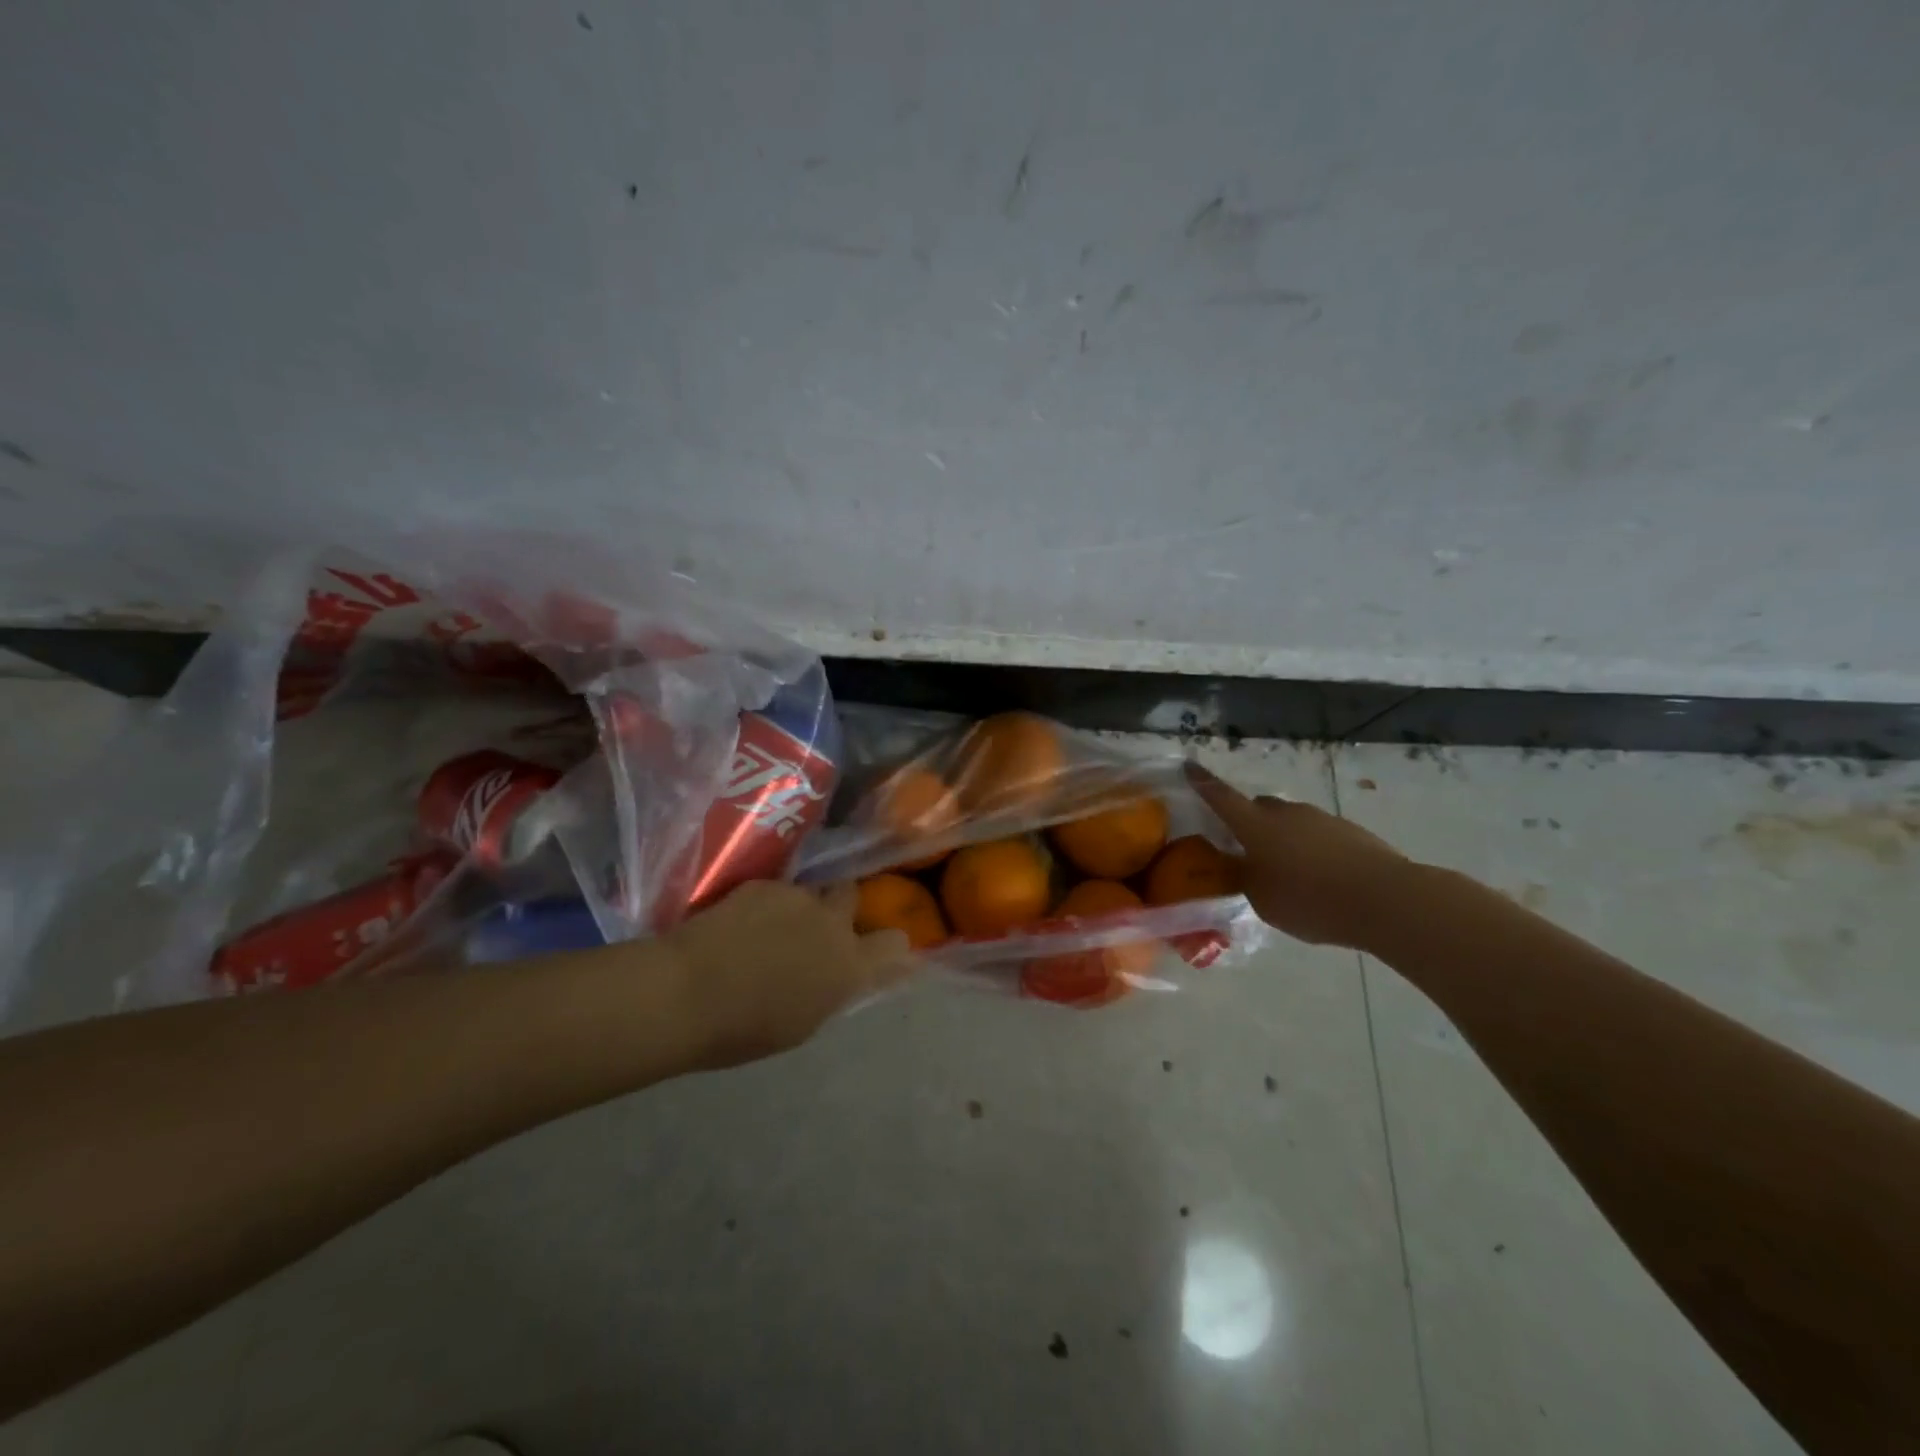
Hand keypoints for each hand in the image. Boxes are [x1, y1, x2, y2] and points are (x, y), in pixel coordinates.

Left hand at [661, 880, 913, 1067]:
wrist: (685, 991)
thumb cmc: (742, 1029)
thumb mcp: (801, 1023)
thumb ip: (830, 991)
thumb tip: (839, 976)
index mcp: (848, 966)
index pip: (895, 944)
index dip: (889, 946)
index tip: (878, 950)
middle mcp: (831, 924)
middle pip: (852, 897)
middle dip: (840, 908)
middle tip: (816, 929)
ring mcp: (797, 897)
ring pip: (811, 892)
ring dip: (800, 907)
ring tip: (769, 928)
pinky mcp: (764, 884)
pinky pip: (777, 890)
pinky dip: (767, 904)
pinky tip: (739, 924)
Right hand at [1184, 761, 1408, 948]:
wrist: (1384, 899)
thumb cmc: (1309, 900)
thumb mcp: (1262, 899)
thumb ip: (1245, 878)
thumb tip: (1239, 864)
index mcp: (1256, 826)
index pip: (1221, 797)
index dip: (1203, 782)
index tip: (1189, 765)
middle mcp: (1285, 813)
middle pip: (1259, 808)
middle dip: (1250, 823)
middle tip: (1249, 851)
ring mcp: (1321, 818)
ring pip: (1291, 822)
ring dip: (1284, 839)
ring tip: (1290, 874)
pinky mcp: (1350, 831)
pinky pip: (1318, 836)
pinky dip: (1312, 850)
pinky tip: (1321, 879)